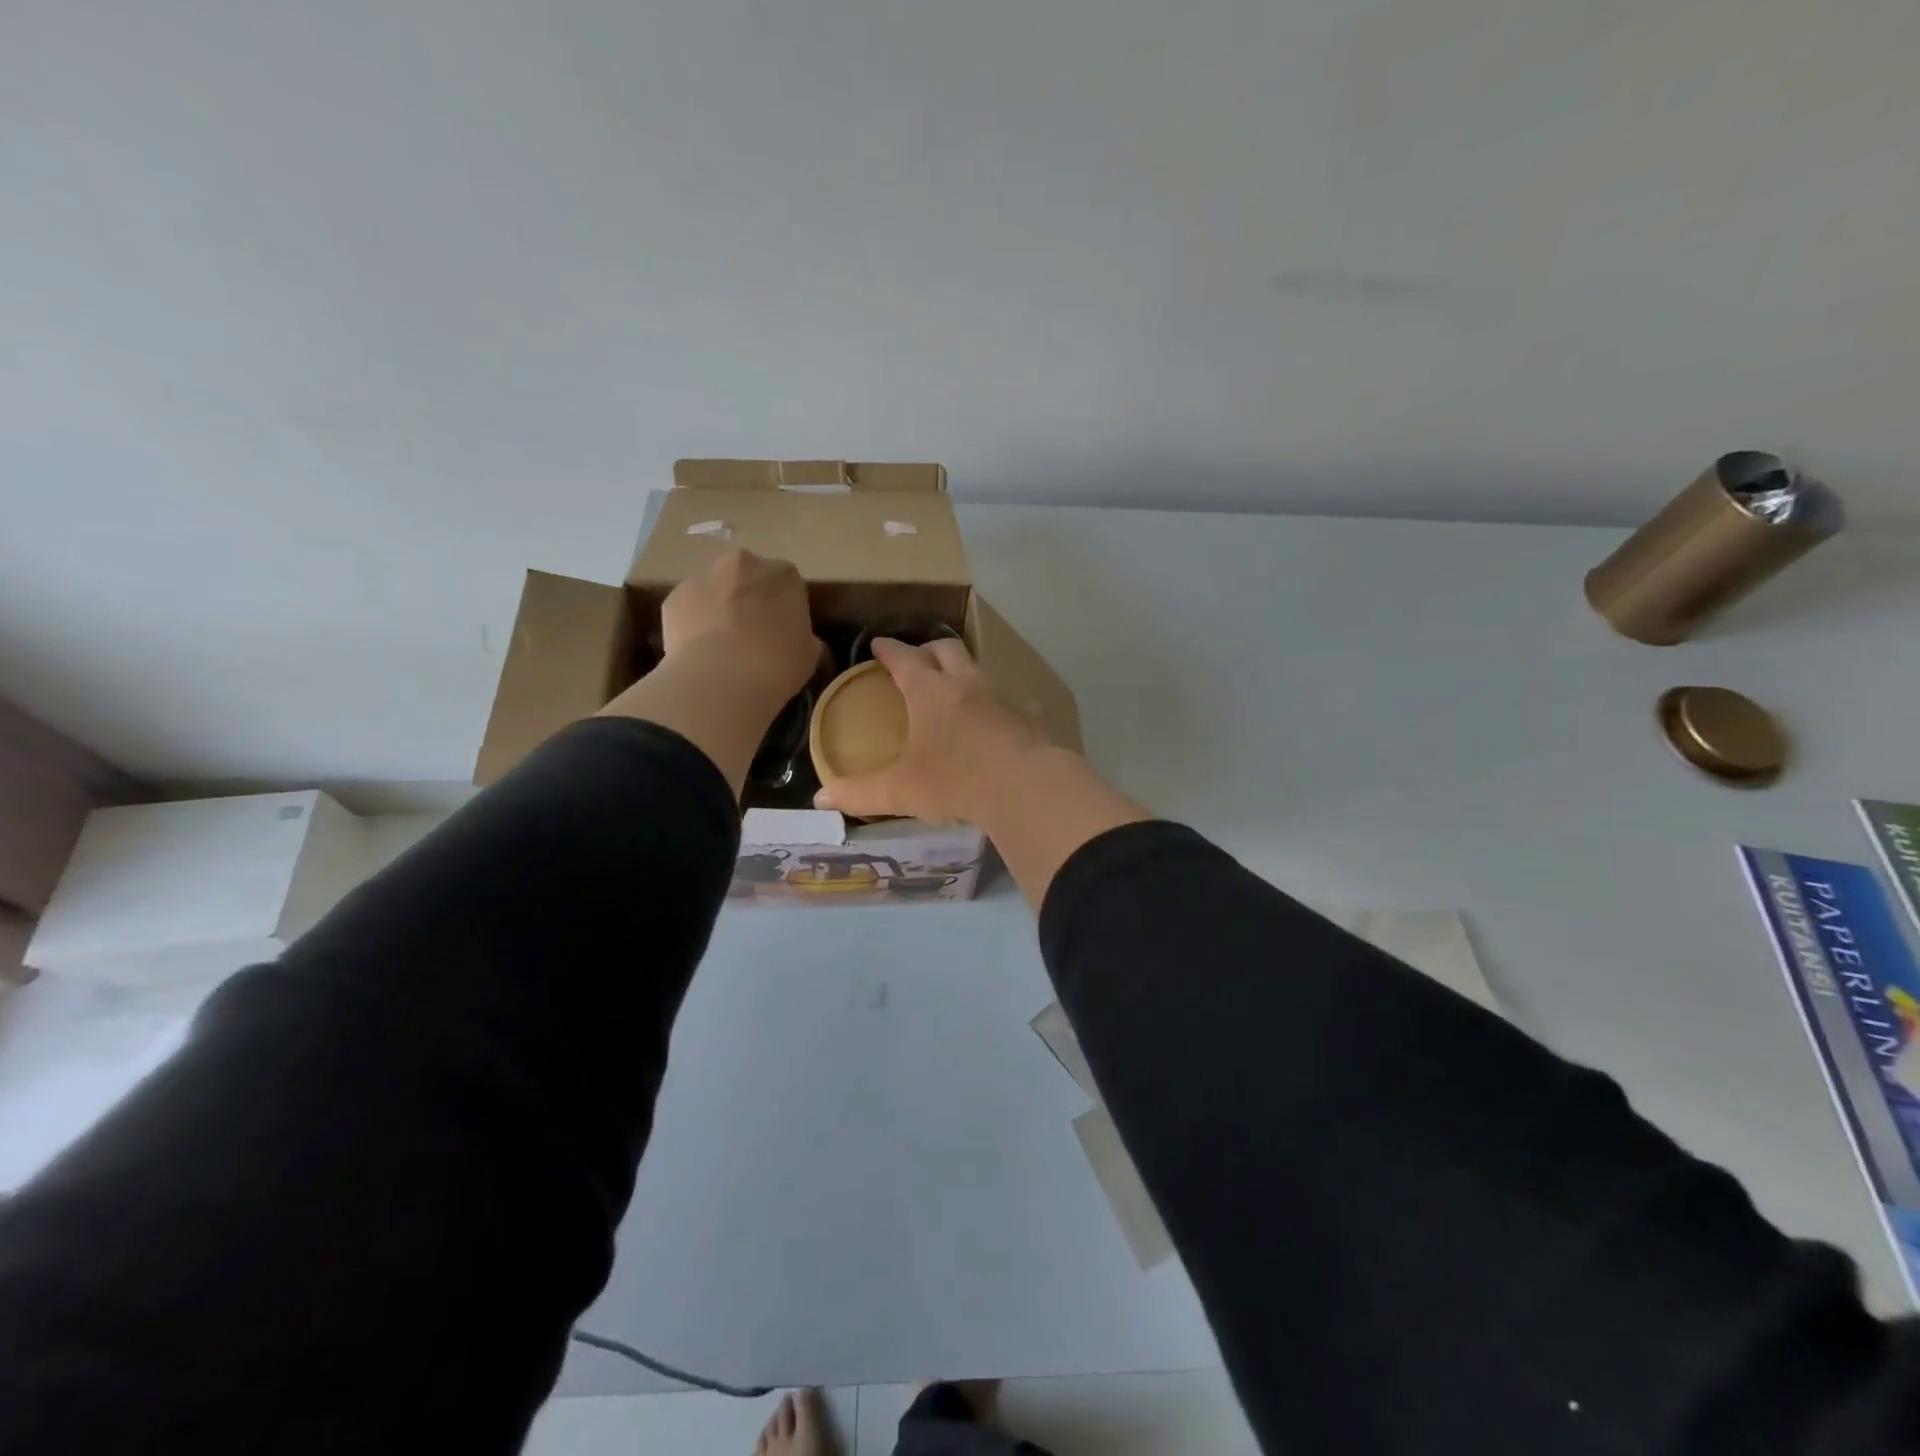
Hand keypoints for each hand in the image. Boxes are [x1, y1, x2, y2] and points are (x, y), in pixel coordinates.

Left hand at [660, 549, 817, 702]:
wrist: (720, 681)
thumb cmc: (776, 665)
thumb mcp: (808, 655)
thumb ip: (805, 638)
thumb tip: (802, 642)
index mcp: (783, 574)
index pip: (787, 584)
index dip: (784, 608)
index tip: (782, 632)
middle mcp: (742, 564)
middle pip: (747, 578)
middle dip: (749, 599)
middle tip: (752, 636)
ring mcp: (703, 577)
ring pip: (715, 591)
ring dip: (718, 609)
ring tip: (721, 649)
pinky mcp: (673, 598)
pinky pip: (688, 609)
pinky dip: (693, 625)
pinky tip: (698, 654)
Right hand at [813, 637, 1048, 822]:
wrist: (1024, 787)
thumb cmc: (954, 781)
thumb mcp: (900, 790)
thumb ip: (859, 793)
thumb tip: (820, 799)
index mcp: (930, 693)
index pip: (904, 659)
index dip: (889, 650)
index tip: (879, 644)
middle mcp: (966, 685)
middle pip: (947, 649)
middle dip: (929, 648)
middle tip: (919, 657)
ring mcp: (1002, 698)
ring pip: (981, 670)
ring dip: (966, 671)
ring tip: (958, 685)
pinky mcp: (1029, 718)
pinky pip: (1017, 703)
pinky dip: (1006, 706)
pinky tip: (1005, 718)